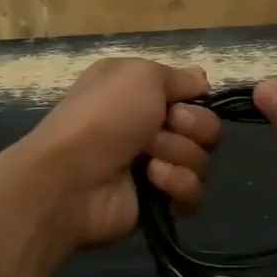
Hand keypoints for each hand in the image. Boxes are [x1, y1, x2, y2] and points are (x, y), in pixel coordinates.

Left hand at [6, 58, 220, 253]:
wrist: (70, 178)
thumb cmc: (104, 116)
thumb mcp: (141, 75)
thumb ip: (179, 77)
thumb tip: (201, 80)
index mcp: (141, 92)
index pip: (194, 95)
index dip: (196, 99)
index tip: (182, 102)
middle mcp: (149, 126)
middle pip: (206, 128)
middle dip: (192, 127)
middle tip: (162, 127)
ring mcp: (155, 165)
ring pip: (201, 160)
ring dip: (178, 155)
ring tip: (148, 160)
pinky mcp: (159, 202)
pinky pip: (192, 193)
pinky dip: (176, 184)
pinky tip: (151, 181)